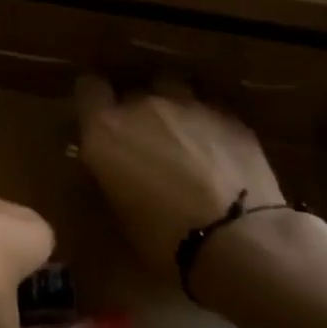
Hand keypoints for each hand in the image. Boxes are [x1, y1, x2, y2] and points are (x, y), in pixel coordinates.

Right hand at [75, 76, 283, 277]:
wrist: (237, 239)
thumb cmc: (163, 238)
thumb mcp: (118, 209)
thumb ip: (111, 172)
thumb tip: (115, 166)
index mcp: (106, 130)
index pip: (89, 88)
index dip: (93, 100)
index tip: (98, 117)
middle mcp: (144, 106)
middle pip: (133, 90)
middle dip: (135, 111)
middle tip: (143, 141)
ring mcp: (190, 105)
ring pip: (174, 89)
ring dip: (172, 107)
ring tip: (181, 136)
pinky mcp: (229, 115)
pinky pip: (209, 108)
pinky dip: (206, 123)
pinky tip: (216, 150)